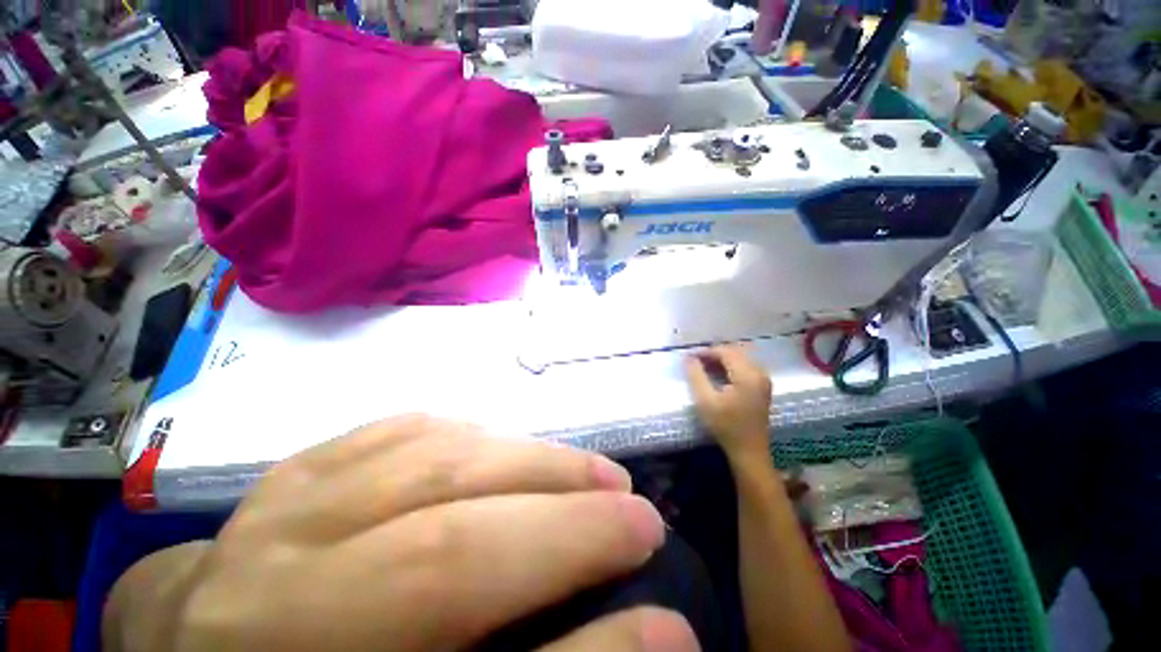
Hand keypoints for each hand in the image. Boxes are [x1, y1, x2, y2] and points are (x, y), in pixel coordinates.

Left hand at [105, 415, 697, 651]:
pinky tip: (499, 442)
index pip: (456, 626)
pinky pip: (390, 433)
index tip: (671, 608)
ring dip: (526, 460)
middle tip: (633, 505)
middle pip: (441, 546)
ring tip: (586, 469)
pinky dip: (464, 433)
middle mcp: (259, 604)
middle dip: (564, 516)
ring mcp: (264, 522)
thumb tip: (659, 637)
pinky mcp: (283, 478)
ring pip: (423, 462)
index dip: (591, 640)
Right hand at [684, 345, 772, 460]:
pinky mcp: (762, 387)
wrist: (749, 451)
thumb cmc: (726, 426)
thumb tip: (688, 358)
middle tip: (695, 361)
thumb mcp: (705, 401)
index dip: (706, 351)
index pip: (725, 351)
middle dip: (714, 353)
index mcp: (747, 375)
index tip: (690, 357)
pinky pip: (745, 366)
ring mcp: (763, 380)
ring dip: (722, 359)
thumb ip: (696, 376)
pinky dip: (730, 366)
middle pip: (735, 352)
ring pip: (740, 358)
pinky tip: (718, 374)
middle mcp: (759, 373)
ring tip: (704, 366)